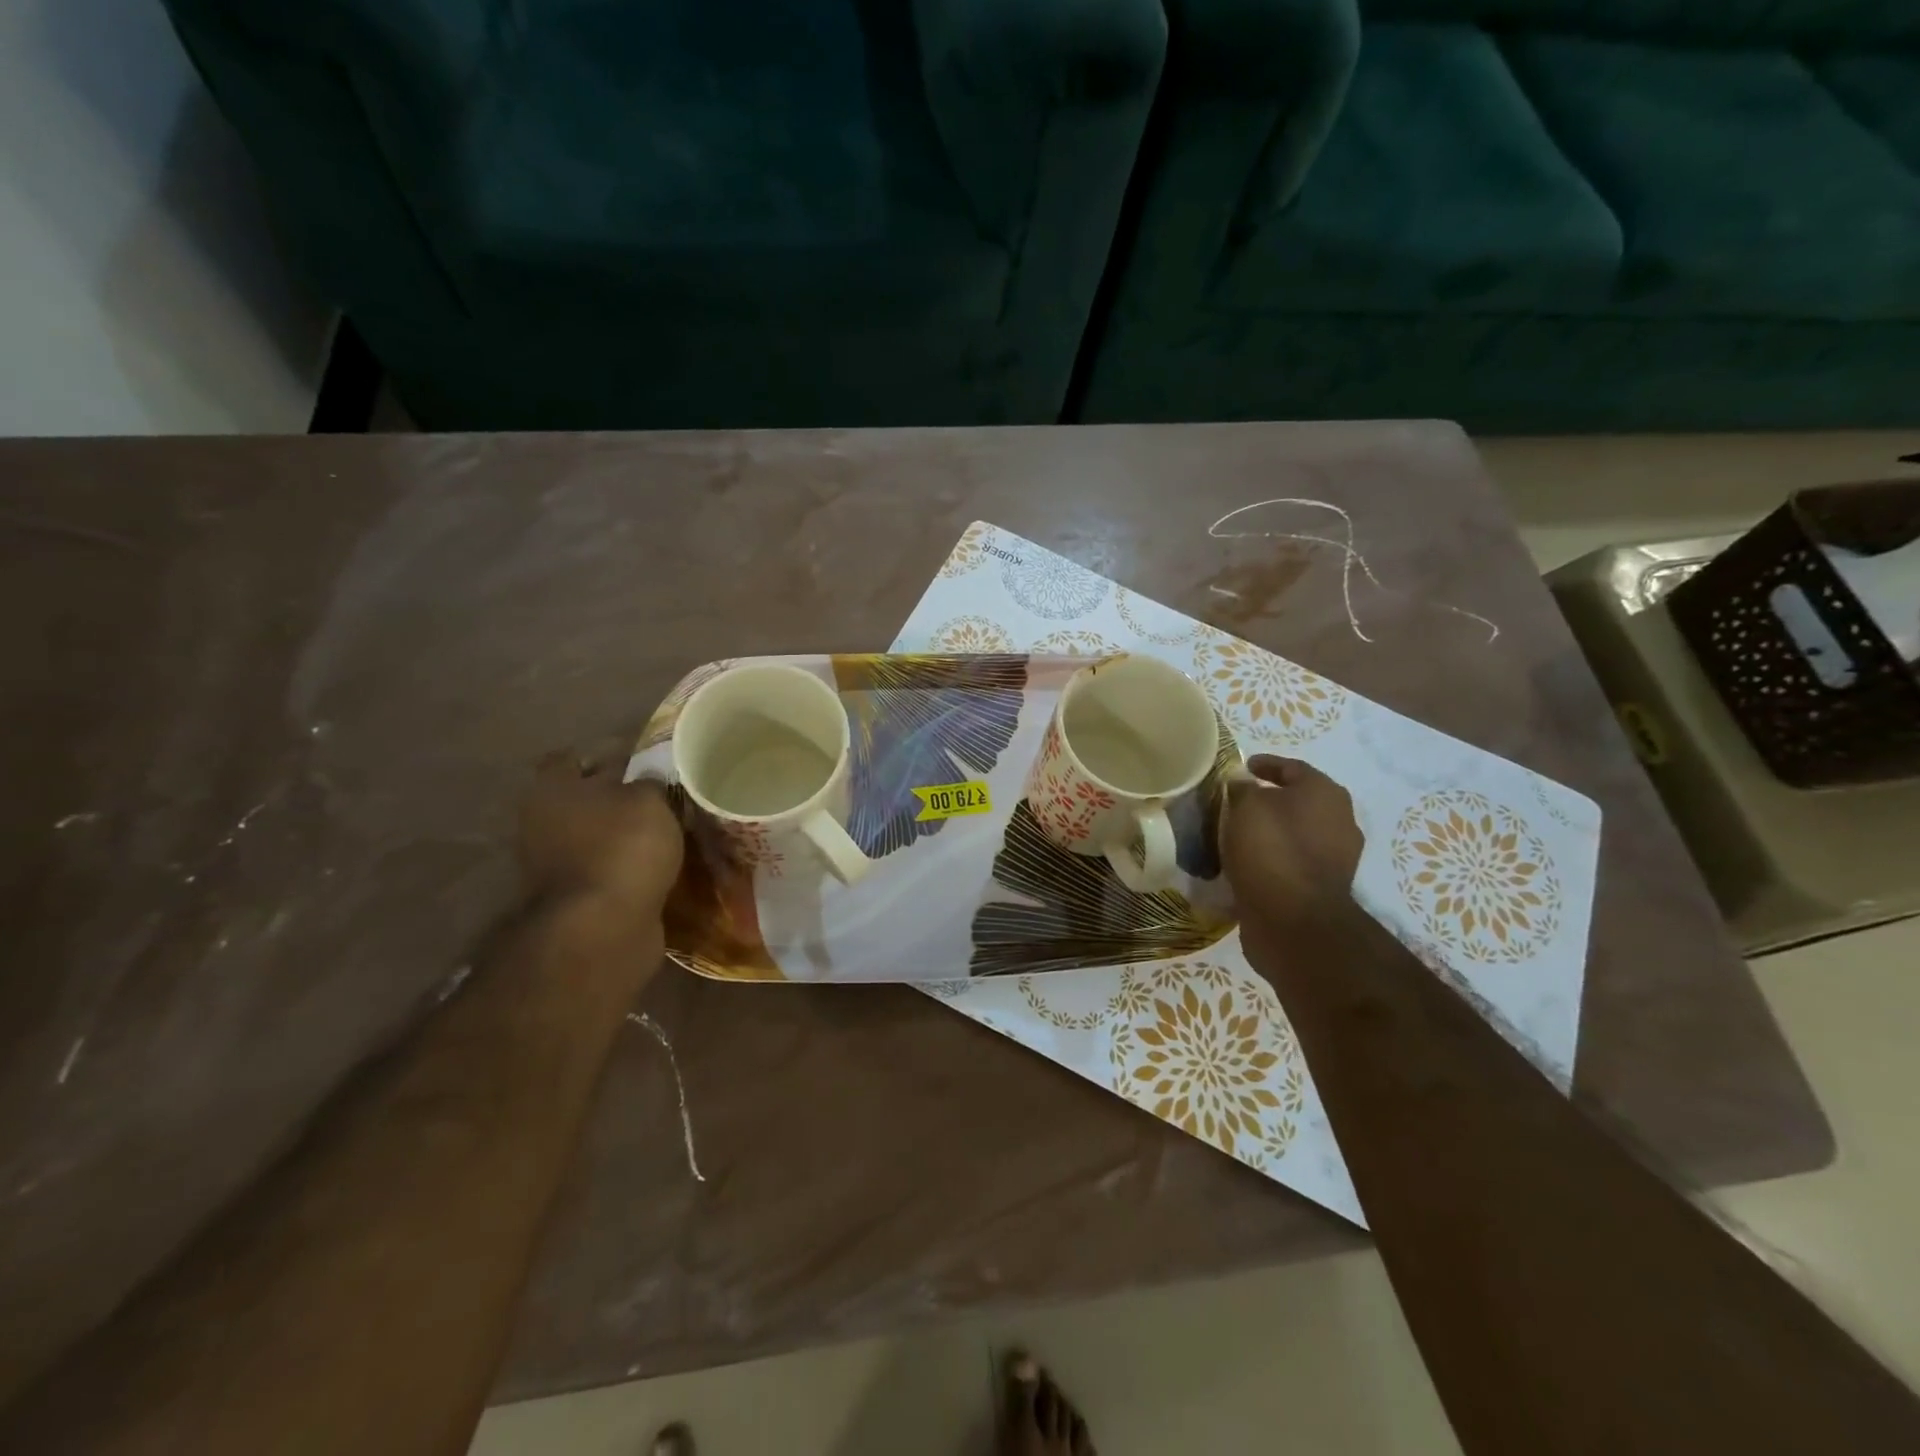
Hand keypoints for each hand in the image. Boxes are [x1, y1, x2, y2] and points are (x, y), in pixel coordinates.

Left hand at [520, 752, 683, 910]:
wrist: (603, 928)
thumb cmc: (622, 847)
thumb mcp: (650, 800)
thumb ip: (649, 782)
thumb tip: (648, 780)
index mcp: (552, 789)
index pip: (571, 758)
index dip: (604, 753)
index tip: (640, 758)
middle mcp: (541, 822)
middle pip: (582, 798)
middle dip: (616, 796)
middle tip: (659, 794)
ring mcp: (552, 864)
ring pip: (594, 834)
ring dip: (622, 833)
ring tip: (664, 829)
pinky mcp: (573, 897)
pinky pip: (603, 867)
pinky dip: (625, 863)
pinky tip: (656, 861)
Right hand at [1221, 755, 1363, 926]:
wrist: (1293, 919)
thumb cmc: (1271, 849)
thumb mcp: (1245, 806)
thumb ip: (1242, 789)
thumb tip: (1243, 785)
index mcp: (1326, 793)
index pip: (1293, 767)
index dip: (1266, 764)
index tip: (1243, 766)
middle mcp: (1340, 820)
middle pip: (1300, 801)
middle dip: (1271, 799)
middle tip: (1238, 800)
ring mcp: (1337, 857)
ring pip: (1297, 833)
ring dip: (1273, 830)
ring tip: (1239, 833)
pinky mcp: (1324, 887)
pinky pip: (1293, 861)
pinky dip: (1274, 857)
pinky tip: (1250, 861)